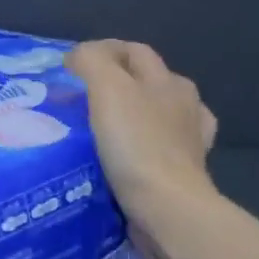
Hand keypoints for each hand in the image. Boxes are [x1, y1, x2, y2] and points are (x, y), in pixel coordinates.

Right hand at [67, 39, 217, 228]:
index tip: (69, 67)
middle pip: (146, 81)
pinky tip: (126, 156)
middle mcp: (184, 105)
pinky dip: (141, 148)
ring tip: (99, 127)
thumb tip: (79, 56)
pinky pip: (158, 152)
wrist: (166, 207)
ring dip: (131, 116)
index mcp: (169, 81)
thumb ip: (91, 61)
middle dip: (116, 82)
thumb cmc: (135, 143)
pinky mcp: (183, 175)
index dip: (101, 51)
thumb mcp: (107, 87)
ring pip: (155, 116)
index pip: (133, 51)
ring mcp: (189, 142)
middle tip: (79, 98)